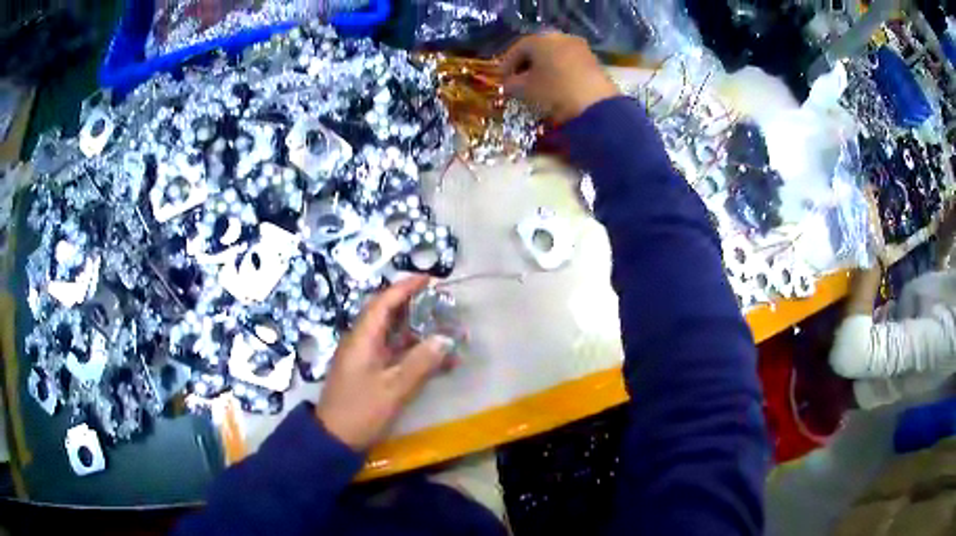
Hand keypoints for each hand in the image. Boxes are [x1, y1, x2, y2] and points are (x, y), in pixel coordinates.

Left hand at [315, 276, 453, 450]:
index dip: (406, 287)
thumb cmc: (361, 411)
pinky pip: (396, 355)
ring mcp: (366, 359)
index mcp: (362, 338)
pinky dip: (416, 355)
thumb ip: (420, 362)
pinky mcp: (371, 374)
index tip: (430, 279)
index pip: (384, 302)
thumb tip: (446, 339)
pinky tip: (439, 362)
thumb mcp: (393, 388)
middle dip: (417, 309)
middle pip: (390, 316)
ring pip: (395, 337)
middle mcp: (363, 342)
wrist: (335, 439)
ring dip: (420, 334)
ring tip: (448, 333)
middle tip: (444, 306)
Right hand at [500, 33, 619, 123]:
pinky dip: (560, 71)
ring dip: (544, 68)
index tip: (502, 79)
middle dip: (526, 65)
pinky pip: (569, 62)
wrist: (595, 105)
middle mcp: (559, 37)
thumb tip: (507, 84)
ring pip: (554, 55)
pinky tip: (556, 85)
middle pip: (537, 49)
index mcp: (539, 39)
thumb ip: (511, 84)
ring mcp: (579, 47)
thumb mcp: (525, 90)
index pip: (517, 49)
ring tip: (537, 85)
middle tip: (518, 81)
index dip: (507, 65)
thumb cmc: (553, 91)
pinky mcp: (592, 60)